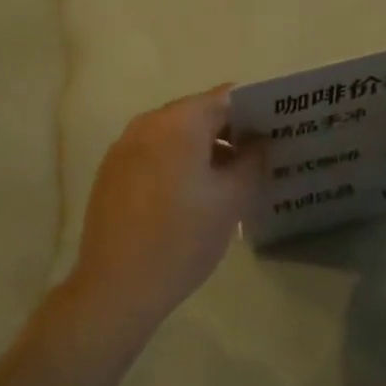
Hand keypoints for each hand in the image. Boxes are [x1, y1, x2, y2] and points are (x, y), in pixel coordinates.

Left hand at [66, 88, 262, 342]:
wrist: (114, 288)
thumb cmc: (181, 238)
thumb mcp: (231, 201)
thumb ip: (252, 161)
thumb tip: (259, 141)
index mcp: (179, 121)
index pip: (226, 97)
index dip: (254, 109)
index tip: (274, 129)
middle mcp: (148, 122)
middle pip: (198, 112)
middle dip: (228, 129)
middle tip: (257, 155)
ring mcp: (125, 145)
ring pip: (174, 133)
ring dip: (201, 147)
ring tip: (227, 178)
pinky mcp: (111, 170)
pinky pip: (153, 151)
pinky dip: (175, 160)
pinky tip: (188, 194)